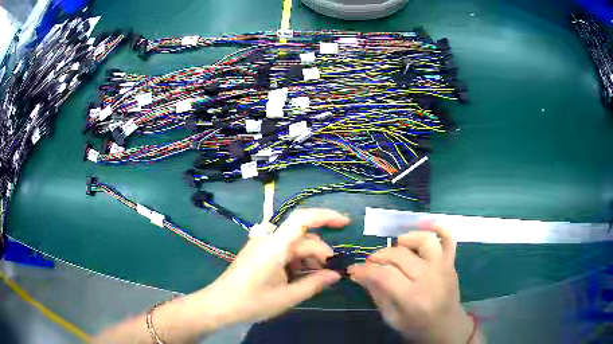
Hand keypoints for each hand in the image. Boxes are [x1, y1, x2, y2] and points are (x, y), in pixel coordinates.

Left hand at [198, 208, 346, 326]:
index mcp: (274, 246)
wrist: (220, 304)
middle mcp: (269, 239)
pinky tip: (300, 278)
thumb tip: (336, 275)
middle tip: (331, 275)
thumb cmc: (251, 302)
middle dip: (320, 254)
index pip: (302, 219)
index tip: (346, 224)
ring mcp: (263, 245)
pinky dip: (297, 262)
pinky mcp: (259, 252)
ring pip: (295, 245)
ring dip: (309, 260)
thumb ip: (314, 284)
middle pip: (303, 238)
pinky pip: (284, 251)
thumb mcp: (287, 297)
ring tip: (315, 280)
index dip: (326, 216)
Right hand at [348, 223, 474, 343]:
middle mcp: (429, 278)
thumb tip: (360, 273)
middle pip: (400, 256)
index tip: (354, 270)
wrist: (446, 325)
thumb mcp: (391, 318)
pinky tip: (423, 225)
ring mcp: (443, 267)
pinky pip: (448, 237)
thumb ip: (376, 294)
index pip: (384, 275)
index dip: (364, 270)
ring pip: (424, 241)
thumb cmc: (416, 325)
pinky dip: (437, 227)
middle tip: (370, 263)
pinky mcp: (451, 261)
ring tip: (395, 247)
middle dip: (378, 256)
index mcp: (412, 298)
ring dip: (405, 239)